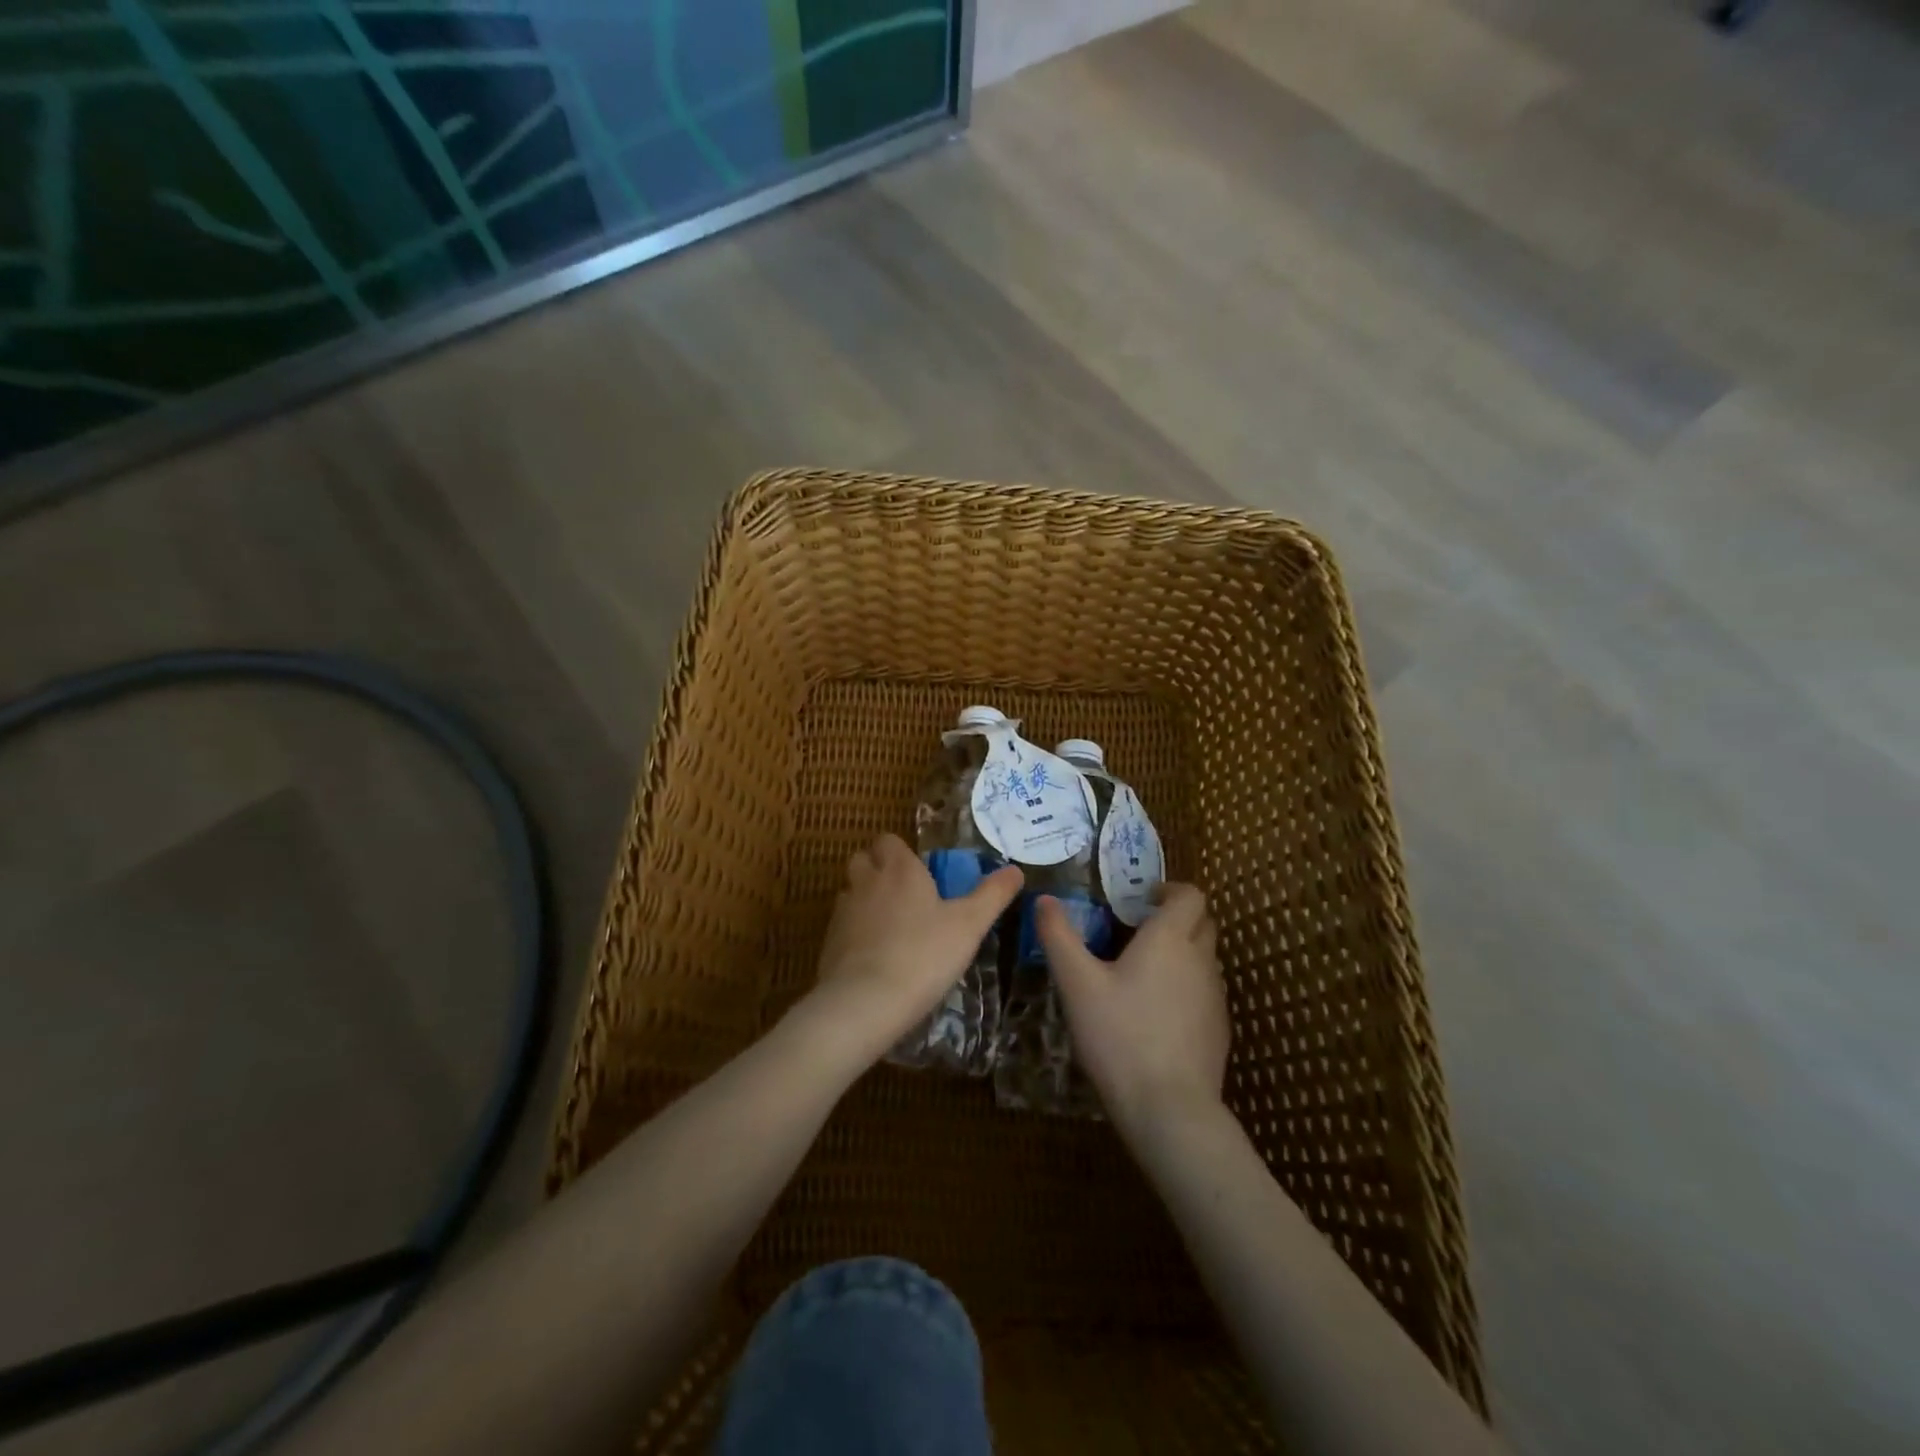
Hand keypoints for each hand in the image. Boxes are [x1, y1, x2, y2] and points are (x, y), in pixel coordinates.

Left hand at [806, 834, 1023, 1065]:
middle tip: (906, 895)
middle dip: (878, 869)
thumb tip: (1015, 869)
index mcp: (900, 869)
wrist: (865, 1002)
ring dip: (866, 900)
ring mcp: (843, 912)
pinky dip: (856, 932)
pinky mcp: (828, 942)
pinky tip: (875, 956)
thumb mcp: (970, 925)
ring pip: (850, 891)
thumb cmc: (924, 955)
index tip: (921, 872)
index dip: (902, 851)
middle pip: (863, 859)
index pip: (889, 840)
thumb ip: (992, 895)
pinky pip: (842, 925)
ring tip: (891, 926)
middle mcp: (866, 882)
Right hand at [1037, 883, 1228, 1134]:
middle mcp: (1200, 960)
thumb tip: (1044, 900)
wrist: (1169, 1110)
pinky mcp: (1219, 1029)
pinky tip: (1156, 1014)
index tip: (1141, 899)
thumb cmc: (1119, 1036)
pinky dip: (1186, 987)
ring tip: (1143, 972)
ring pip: (1204, 957)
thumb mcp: (1077, 984)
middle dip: (1175, 917)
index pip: (1190, 895)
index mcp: (1169, 939)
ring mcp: (1215, 996)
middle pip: (1201, 922)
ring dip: (1182, 952)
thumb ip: (1059, 937)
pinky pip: (1205, 991)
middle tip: (1137, 930)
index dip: (1170, 890)